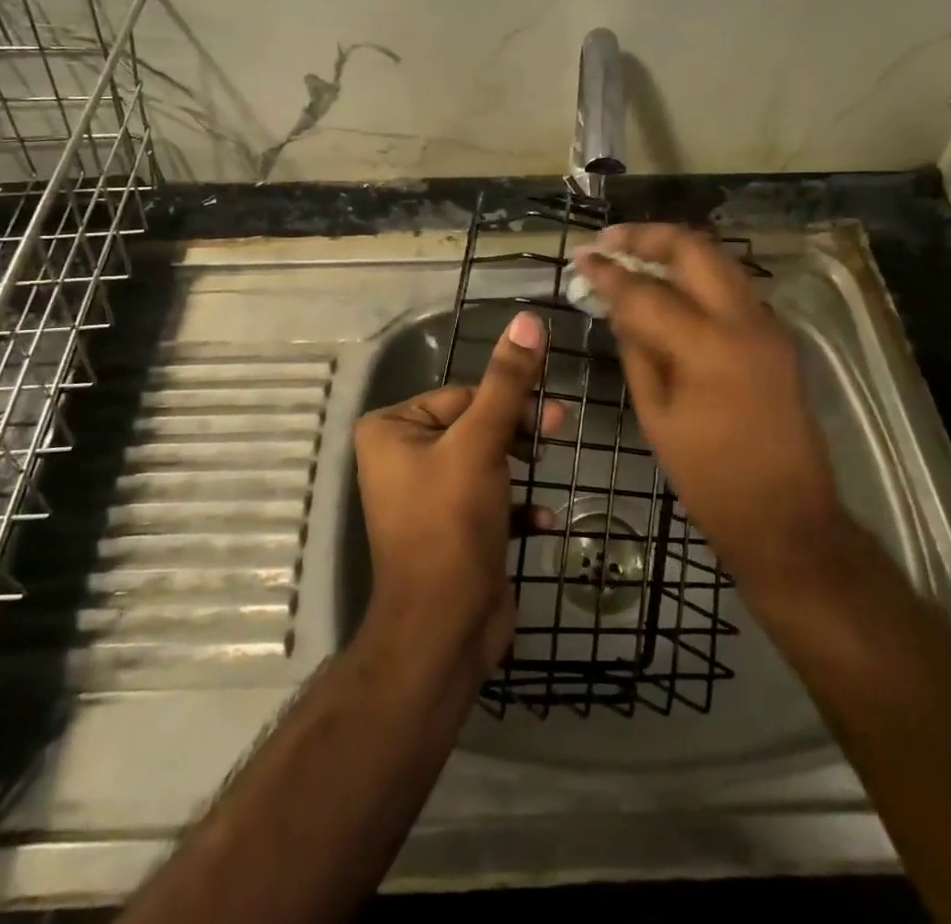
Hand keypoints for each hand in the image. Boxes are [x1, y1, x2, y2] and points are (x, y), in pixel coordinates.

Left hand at [353, 310, 557, 672]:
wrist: (443, 631)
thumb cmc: (451, 524)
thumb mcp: (481, 444)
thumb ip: (507, 382)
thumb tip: (528, 319)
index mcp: (392, 429)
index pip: (463, 396)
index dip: (508, 404)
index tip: (552, 416)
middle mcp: (402, 456)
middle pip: (475, 424)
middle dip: (518, 432)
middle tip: (559, 432)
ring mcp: (426, 495)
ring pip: (486, 460)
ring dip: (520, 467)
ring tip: (550, 471)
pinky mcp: (451, 528)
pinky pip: (488, 499)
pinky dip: (515, 506)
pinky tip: (542, 521)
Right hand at [576, 225, 859, 595]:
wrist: (788, 518)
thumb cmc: (711, 479)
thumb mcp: (657, 417)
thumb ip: (638, 352)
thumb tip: (620, 309)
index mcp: (708, 347)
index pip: (647, 292)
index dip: (609, 272)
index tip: (582, 257)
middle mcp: (745, 321)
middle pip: (694, 250)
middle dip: (648, 237)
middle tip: (610, 241)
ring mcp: (768, 325)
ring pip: (719, 260)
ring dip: (675, 251)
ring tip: (634, 253)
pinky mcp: (777, 336)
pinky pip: (733, 287)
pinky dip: (699, 275)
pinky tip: (671, 285)